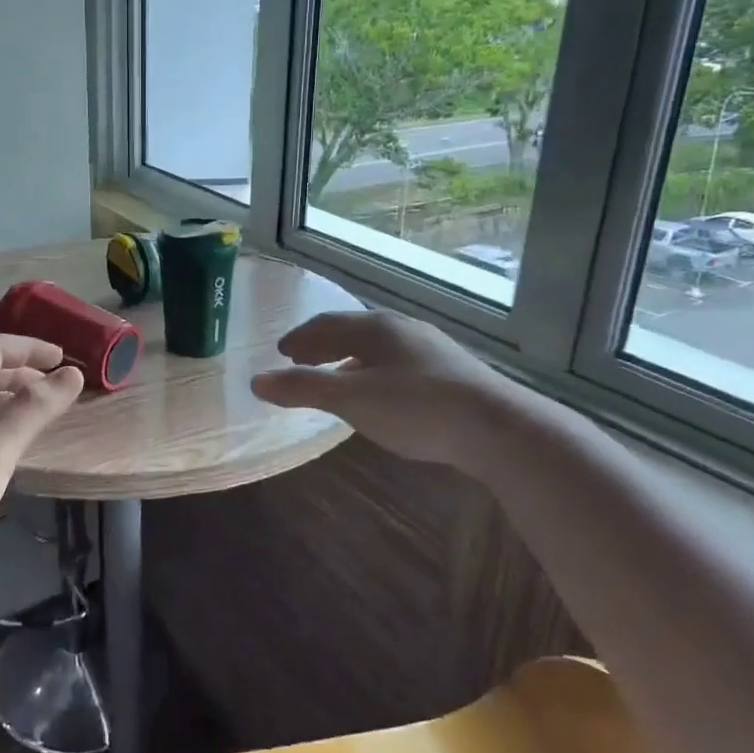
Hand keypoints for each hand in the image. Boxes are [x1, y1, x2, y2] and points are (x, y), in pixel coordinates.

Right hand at [250, 310, 522, 470]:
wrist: (497, 428)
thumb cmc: (415, 407)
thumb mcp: (351, 399)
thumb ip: (302, 389)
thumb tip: (255, 382)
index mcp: (376, 327)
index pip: (327, 324)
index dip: (300, 338)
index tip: (281, 352)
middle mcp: (403, 329)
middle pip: (352, 331)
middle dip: (322, 346)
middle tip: (300, 361)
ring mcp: (431, 349)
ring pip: (378, 348)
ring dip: (348, 360)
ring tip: (335, 378)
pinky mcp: (451, 372)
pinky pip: (398, 363)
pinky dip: (373, 372)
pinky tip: (379, 394)